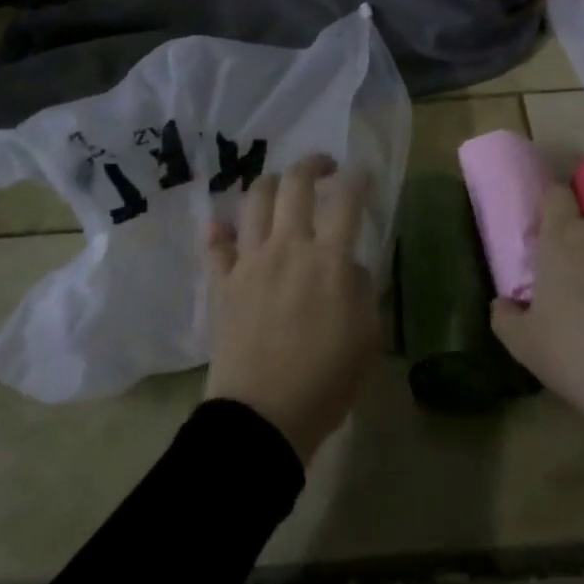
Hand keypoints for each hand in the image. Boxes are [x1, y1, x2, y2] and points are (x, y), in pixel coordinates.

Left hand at [204, 154, 379, 464]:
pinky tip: (223, 227)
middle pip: (295, 184)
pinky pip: (216, 245)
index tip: (361, 173)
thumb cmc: (326, 381)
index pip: (347, 200)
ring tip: (280, 188)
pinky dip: (219, 232)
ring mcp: (251, 261)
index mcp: (328, 259)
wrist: (263, 418)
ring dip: (269, 184)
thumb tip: (350, 265)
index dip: (357, 179)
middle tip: (324, 168)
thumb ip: (363, 289)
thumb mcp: (367, 336)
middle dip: (312, 165)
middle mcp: (288, 247)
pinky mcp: (224, 282)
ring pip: (254, 201)